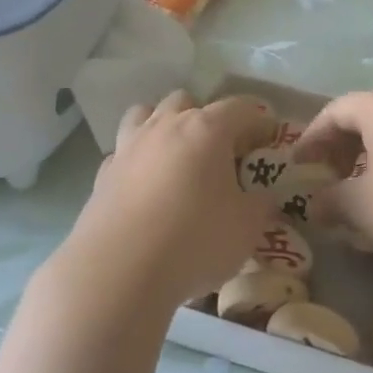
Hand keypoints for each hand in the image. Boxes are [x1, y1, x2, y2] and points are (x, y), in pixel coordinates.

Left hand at [48, 91, 279, 314]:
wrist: (119, 271)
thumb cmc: (195, 240)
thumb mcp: (248, 227)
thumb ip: (261, 204)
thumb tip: (263, 196)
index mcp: (206, 129)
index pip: (241, 108)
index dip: (259, 121)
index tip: (269, 140)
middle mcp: (165, 126)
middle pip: (187, 101)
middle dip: (206, 118)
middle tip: (220, 152)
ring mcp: (128, 147)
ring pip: (145, 115)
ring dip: (163, 127)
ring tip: (176, 157)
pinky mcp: (102, 174)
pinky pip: (123, 152)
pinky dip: (137, 160)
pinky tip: (145, 187)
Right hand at [294, 90, 372, 272]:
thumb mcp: (363, 209)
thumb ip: (331, 201)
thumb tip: (316, 206)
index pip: (337, 110)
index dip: (312, 137)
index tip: (299, 165)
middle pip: (367, 115)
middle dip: (342, 146)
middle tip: (329, 177)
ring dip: (371, 154)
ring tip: (362, 188)